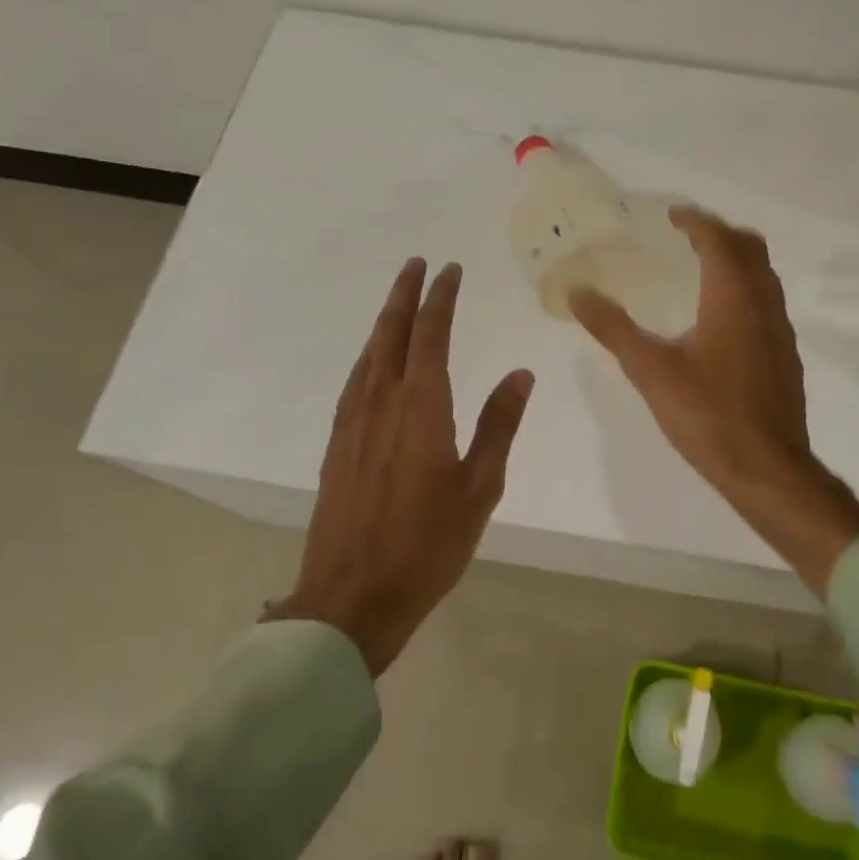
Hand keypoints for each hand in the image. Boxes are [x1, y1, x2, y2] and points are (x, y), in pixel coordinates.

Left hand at [267, 259, 533, 674]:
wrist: (351, 595)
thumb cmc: (427, 545)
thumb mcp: (480, 487)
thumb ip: (499, 425)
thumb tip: (521, 373)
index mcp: (422, 407)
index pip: (432, 335)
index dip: (441, 298)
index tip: (450, 270)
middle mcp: (382, 402)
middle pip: (391, 333)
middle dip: (405, 294)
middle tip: (416, 264)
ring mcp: (353, 422)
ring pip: (369, 354)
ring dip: (384, 321)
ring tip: (398, 301)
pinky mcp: (337, 443)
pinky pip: (354, 381)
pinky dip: (369, 355)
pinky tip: (373, 361)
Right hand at [570, 208, 858, 592]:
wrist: (768, 469)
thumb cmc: (708, 415)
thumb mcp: (651, 371)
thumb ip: (613, 328)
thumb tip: (577, 292)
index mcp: (733, 296)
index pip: (718, 239)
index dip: (695, 221)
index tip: (672, 216)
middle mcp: (764, 303)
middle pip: (750, 247)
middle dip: (720, 234)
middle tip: (687, 237)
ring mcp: (781, 330)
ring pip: (764, 276)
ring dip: (737, 261)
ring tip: (701, 271)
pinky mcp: (785, 355)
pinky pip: (768, 303)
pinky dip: (746, 290)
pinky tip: (721, 322)